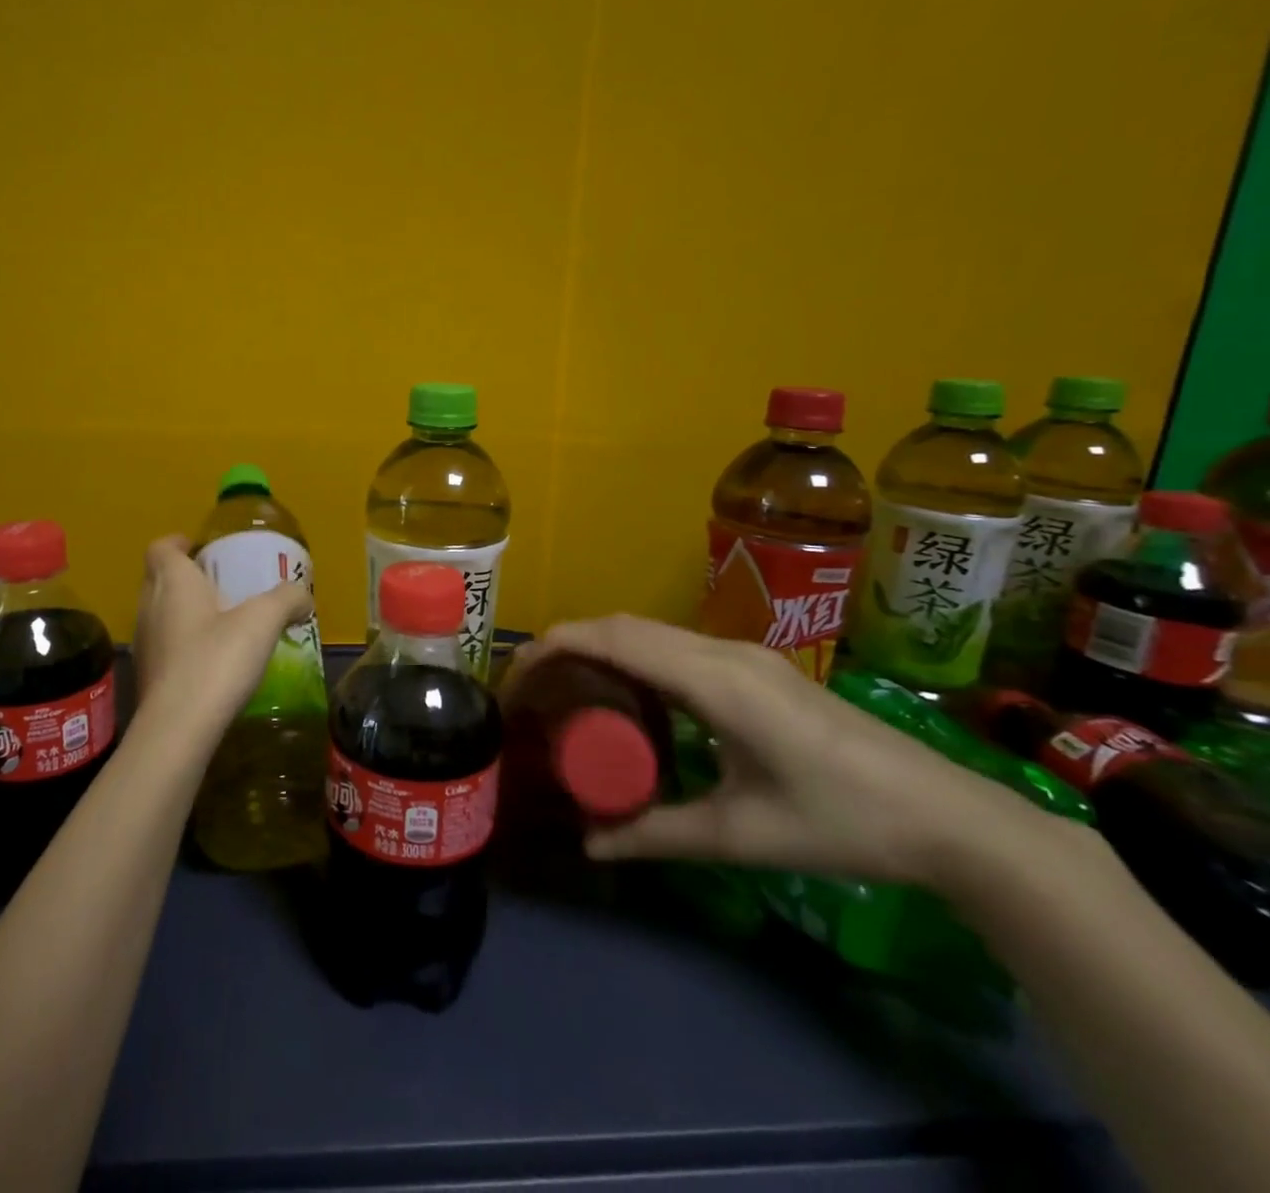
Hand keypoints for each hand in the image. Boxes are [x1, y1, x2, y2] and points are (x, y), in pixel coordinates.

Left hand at [130, 536, 312, 743]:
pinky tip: (211, 660)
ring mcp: (144, 643)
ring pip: (159, 613)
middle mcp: (150, 606)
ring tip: (218, 621)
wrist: (179, 728)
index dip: (177, 543)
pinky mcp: (146, 677)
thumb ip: (286, 599)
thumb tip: (303, 596)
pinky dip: (182, 644)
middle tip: (217, 583)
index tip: (198, 547)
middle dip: (183, 576)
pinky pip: (163, 646)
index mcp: (173, 582)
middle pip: (157, 578)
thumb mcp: (263, 621)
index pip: (161, 548)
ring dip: (182, 612)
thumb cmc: (216, 659)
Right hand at [506, 616, 1057, 889]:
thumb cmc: (843, 822)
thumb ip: (658, 835)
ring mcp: (743, 654)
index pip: (615, 639)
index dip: (557, 646)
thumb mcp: (741, 835)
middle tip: (532, 686)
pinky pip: (674, 644)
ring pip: (648, 630)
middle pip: (623, 625)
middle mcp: (722, 651)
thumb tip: (591, 845)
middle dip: (568, 644)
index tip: (519, 675)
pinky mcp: (756, 667)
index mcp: (714, 680)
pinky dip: (633, 654)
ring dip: (600, 646)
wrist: (952, 817)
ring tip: (568, 687)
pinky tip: (629, 693)